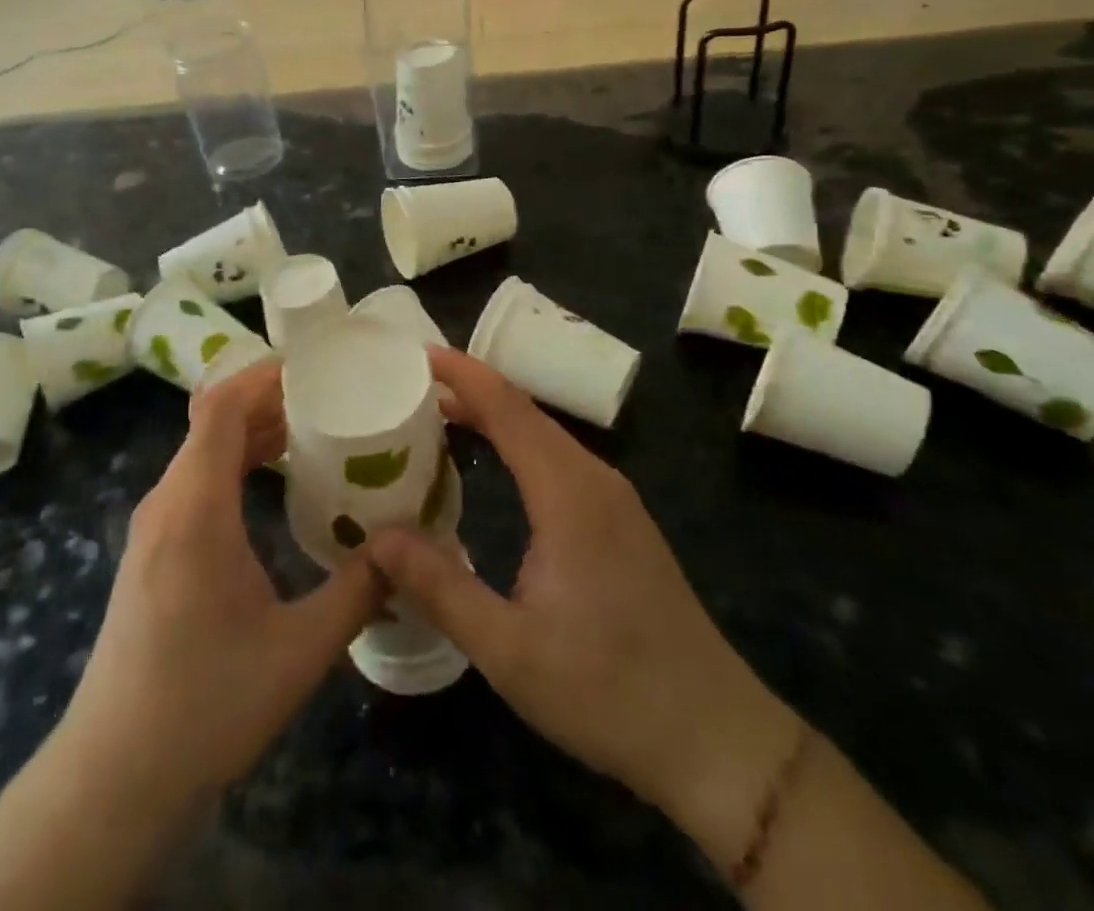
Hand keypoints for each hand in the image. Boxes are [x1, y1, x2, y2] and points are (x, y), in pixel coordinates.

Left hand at [56, 358, 381, 808]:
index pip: (220, 409)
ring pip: (202, 451)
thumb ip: (358, 591)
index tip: (313, 366)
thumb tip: (406, 548)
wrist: (115, 775)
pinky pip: (195, 480)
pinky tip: (272, 483)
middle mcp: (167, 503)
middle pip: (212, 422)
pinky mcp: (152, 549)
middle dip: (268, 399)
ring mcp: (153, 527)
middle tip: (329, 395)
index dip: (262, 376)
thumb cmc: (206, 706)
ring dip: (251, 431)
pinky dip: (235, 462)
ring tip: (311, 430)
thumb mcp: (298, 652)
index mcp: (195, 509)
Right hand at [369, 349, 799, 845]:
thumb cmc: (609, 690)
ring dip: (494, 417)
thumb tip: (376, 537)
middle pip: (526, 412)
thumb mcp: (508, 649)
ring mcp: (615, 499)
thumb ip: (439, 587)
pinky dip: (518, 444)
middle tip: (412, 387)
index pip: (508, 408)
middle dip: (471, 390)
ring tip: (440, 416)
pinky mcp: (622, 522)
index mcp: (568, 493)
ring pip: (545, 435)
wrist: (718, 740)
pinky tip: (496, 465)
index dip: (464, 374)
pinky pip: (560, 460)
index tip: (419, 352)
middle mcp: (594, 480)